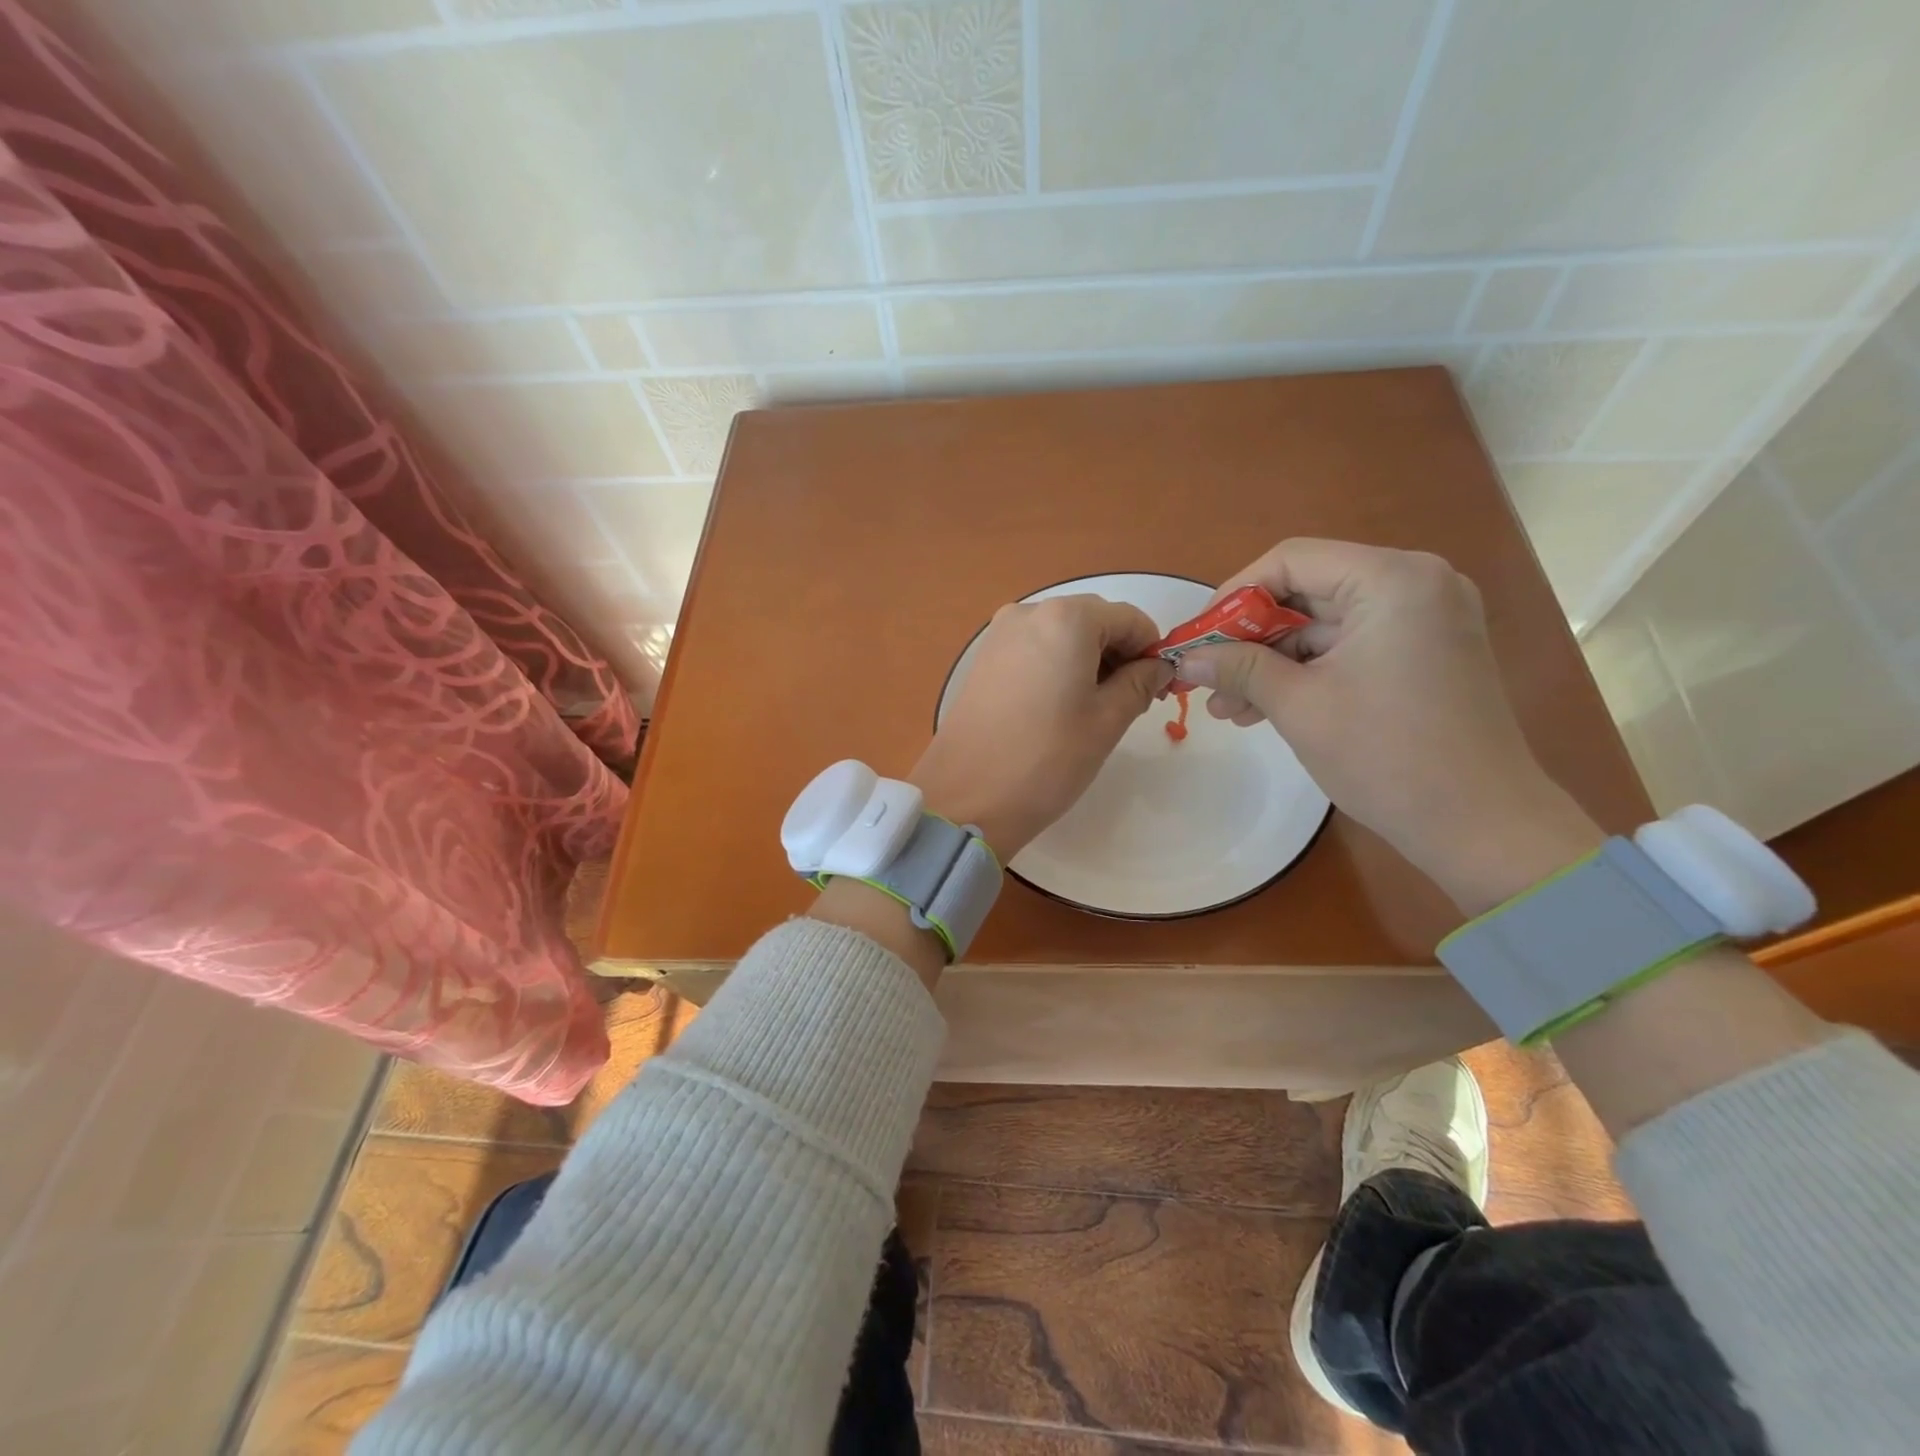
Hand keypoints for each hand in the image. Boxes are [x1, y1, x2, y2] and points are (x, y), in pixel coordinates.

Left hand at [910, 595, 1172, 858]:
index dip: (1151, 651)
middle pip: (1094, 621)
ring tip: (1092, 711)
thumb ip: (1140, 682)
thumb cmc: (1047, 758)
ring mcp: (999, 634)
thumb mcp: (1107, 721)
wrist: (967, 797)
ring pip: (1062, 635)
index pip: (1129, 619)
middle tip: (1128, 704)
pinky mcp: (983, 658)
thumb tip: (1159, 666)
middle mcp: (1029, 612)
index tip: (1158, 690)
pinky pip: (1034, 649)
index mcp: (1066, 618)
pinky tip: (1058, 707)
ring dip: (1088, 661)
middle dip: (1119, 655)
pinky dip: (1057, 666)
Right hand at [1173, 539, 1602, 911]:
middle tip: (1207, 678)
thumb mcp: (1298, 706)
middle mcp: (1415, 583)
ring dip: (1272, 662)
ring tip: (1227, 708)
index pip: (1290, 561)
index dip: (1233, 595)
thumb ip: (1237, 668)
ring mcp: (1425, 618)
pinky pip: (1349, 647)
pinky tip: (1264, 708)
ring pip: (1324, 624)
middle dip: (1250, 638)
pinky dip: (1307, 673)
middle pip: (1307, 591)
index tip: (1197, 638)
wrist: (1481, 826)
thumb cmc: (1386, 756)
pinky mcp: (1425, 652)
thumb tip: (1182, 660)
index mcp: (1391, 579)